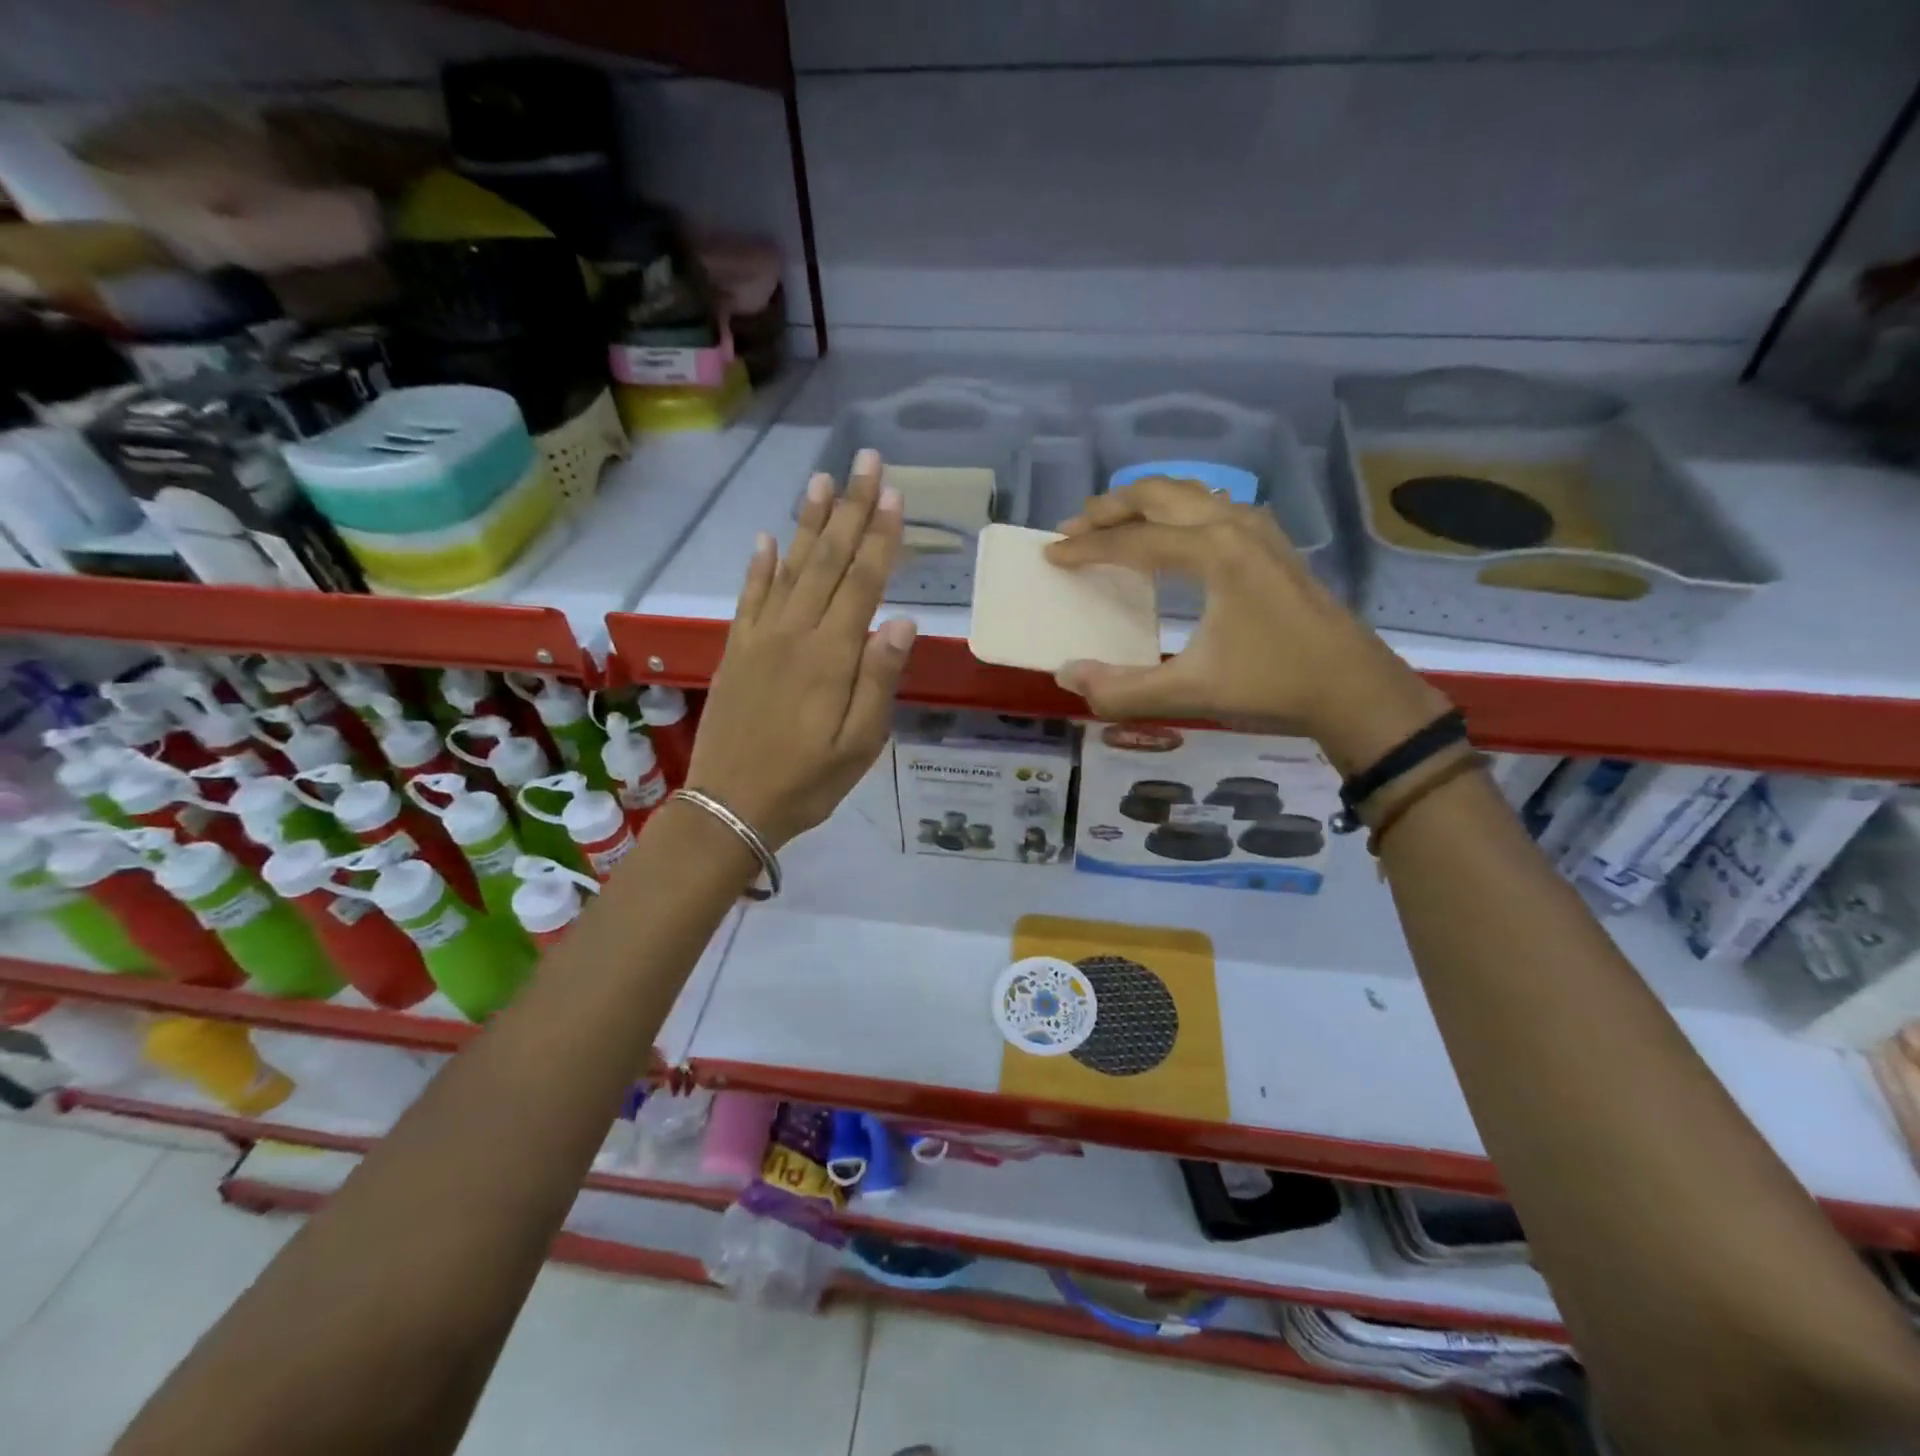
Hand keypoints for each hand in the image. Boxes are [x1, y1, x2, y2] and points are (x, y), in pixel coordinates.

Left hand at [686, 449, 915, 846]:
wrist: (729, 806)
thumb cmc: (807, 782)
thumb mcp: (860, 744)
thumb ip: (879, 680)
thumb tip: (902, 621)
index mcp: (831, 656)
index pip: (862, 582)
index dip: (879, 536)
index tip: (892, 493)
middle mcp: (795, 633)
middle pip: (827, 561)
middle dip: (849, 509)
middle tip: (865, 461)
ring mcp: (760, 638)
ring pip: (789, 568)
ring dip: (807, 523)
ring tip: (821, 480)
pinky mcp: (737, 651)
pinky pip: (748, 598)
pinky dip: (758, 566)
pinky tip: (766, 538)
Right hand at [1043, 476, 1448, 773]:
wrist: (1354, 688)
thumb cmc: (1273, 685)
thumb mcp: (1189, 693)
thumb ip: (1120, 689)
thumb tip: (1067, 675)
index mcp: (1212, 551)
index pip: (1132, 541)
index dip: (1086, 549)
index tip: (1050, 556)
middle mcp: (1232, 524)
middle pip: (1157, 495)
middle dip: (1108, 508)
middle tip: (1071, 530)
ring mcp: (1257, 528)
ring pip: (1186, 494)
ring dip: (1142, 504)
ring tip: (1109, 526)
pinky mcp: (1270, 543)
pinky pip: (1209, 507)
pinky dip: (1174, 512)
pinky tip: (1167, 538)